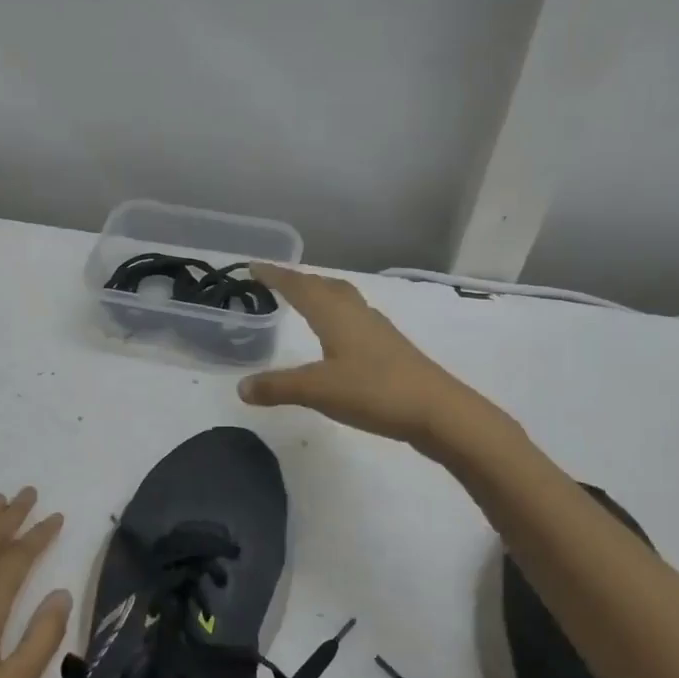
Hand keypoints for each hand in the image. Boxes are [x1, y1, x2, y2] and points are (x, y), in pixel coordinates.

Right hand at [238, 264, 485, 447]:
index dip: (276, 276)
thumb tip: (241, 387)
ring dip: (322, 295)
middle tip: (277, 282)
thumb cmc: (374, 391)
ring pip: (344, 300)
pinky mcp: (391, 349)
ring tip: (306, 301)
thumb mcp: (318, 390)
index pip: (300, 286)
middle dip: (299, 281)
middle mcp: (357, 314)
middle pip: (325, 286)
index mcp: (336, 315)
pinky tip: (340, 336)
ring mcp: (378, 330)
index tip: (253, 267)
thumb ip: (278, 387)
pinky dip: (338, 316)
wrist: (437, 410)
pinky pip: (356, 319)